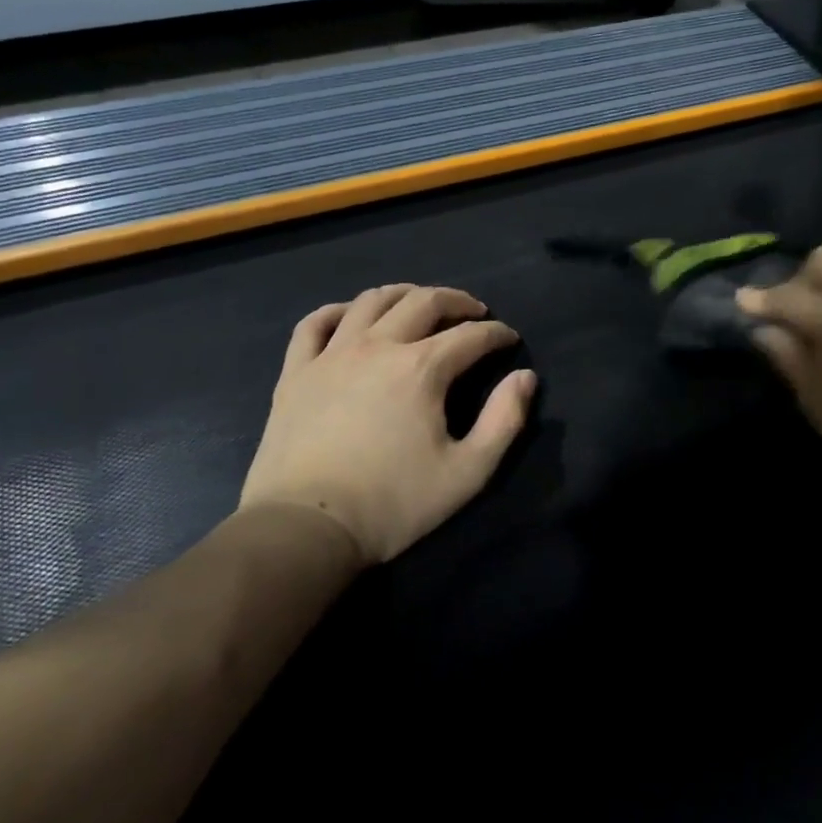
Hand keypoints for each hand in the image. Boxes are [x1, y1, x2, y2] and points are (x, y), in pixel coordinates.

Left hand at [239, 285, 536, 563]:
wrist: (305, 528)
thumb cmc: (393, 503)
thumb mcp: (468, 472)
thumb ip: (504, 420)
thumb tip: (525, 378)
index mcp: (422, 369)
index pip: (471, 335)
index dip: (497, 334)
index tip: (510, 340)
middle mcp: (378, 347)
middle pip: (424, 302)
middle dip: (458, 301)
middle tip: (475, 313)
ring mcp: (331, 355)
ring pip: (371, 301)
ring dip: (405, 294)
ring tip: (420, 304)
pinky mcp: (296, 373)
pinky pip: (315, 324)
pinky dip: (339, 311)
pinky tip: (352, 317)